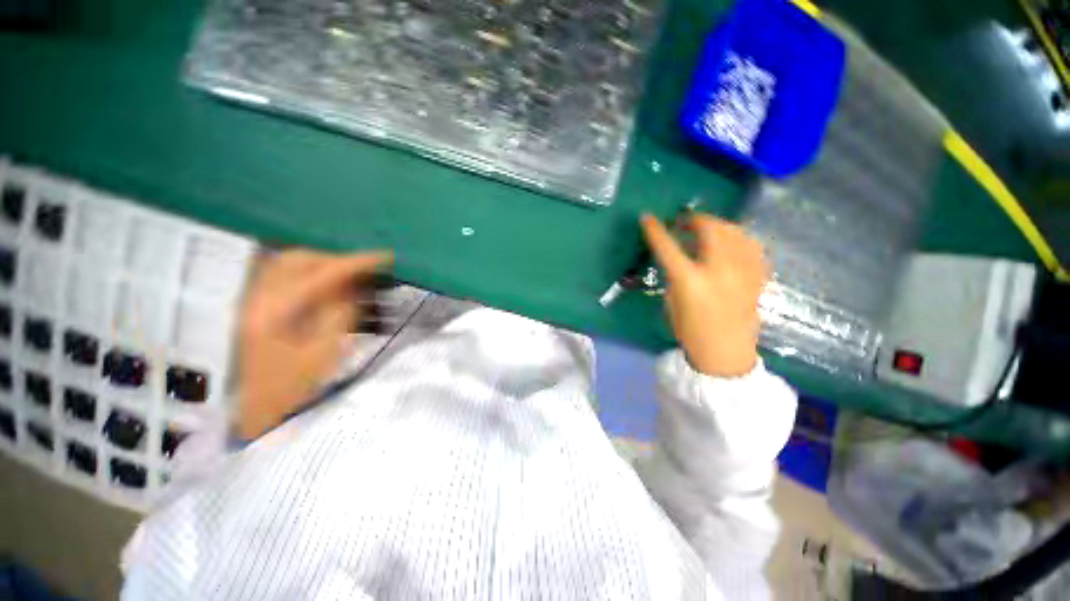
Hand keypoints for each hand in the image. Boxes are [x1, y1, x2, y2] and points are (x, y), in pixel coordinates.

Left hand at [236, 249, 391, 439]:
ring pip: (288, 263)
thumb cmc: (295, 388)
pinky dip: (309, 273)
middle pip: (298, 259)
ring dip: (322, 264)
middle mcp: (258, 298)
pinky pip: (283, 275)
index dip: (356, 263)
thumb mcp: (326, 352)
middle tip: (365, 269)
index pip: (321, 274)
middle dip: (337, 260)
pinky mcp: (255, 305)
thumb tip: (353, 286)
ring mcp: (253, 300)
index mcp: (275, 312)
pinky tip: (326, 286)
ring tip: (348, 276)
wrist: (259, 411)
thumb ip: (340, 314)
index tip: (384, 257)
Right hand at [641, 213, 768, 377]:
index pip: (668, 247)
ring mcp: (743, 270)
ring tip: (707, 229)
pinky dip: (737, 237)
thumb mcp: (672, 301)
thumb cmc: (691, 330)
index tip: (647, 217)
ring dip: (717, 224)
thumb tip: (679, 256)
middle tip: (685, 222)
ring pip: (734, 231)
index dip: (655, 230)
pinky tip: (729, 242)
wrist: (726, 351)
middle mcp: (719, 270)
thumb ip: (675, 275)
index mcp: (690, 280)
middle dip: (694, 219)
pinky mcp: (758, 275)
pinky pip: (751, 244)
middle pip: (709, 229)